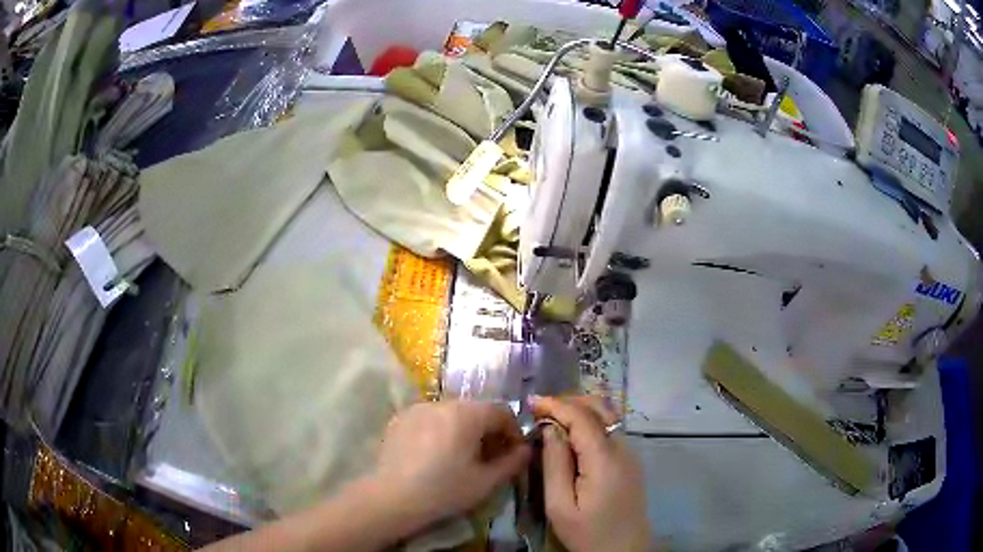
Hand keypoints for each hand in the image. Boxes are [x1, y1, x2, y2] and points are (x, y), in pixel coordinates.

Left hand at [373, 401, 530, 527]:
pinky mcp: (400, 418)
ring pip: (452, 413)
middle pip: (476, 410)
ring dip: (464, 429)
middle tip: (489, 457)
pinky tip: (435, 455)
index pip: (501, 411)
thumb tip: (526, 450)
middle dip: (488, 430)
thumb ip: (512, 462)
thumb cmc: (444, 490)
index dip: (513, 431)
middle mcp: (443, 403)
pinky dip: (440, 430)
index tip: (513, 453)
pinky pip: (430, 418)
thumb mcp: (486, 482)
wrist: (391, 498)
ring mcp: (418, 408)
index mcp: (467, 414)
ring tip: (461, 456)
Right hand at [533, 396, 651, 551]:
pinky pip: (610, 430)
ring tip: (552, 419)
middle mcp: (623, 448)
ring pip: (607, 416)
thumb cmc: (588, 533)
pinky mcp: (630, 461)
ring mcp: (630, 453)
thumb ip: (554, 465)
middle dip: (569, 402)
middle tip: (540, 410)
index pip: (582, 417)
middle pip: (600, 408)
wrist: (625, 550)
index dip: (556, 405)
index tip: (531, 402)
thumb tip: (550, 430)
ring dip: (580, 411)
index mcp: (604, 459)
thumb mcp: (560, 506)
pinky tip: (571, 436)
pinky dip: (589, 423)